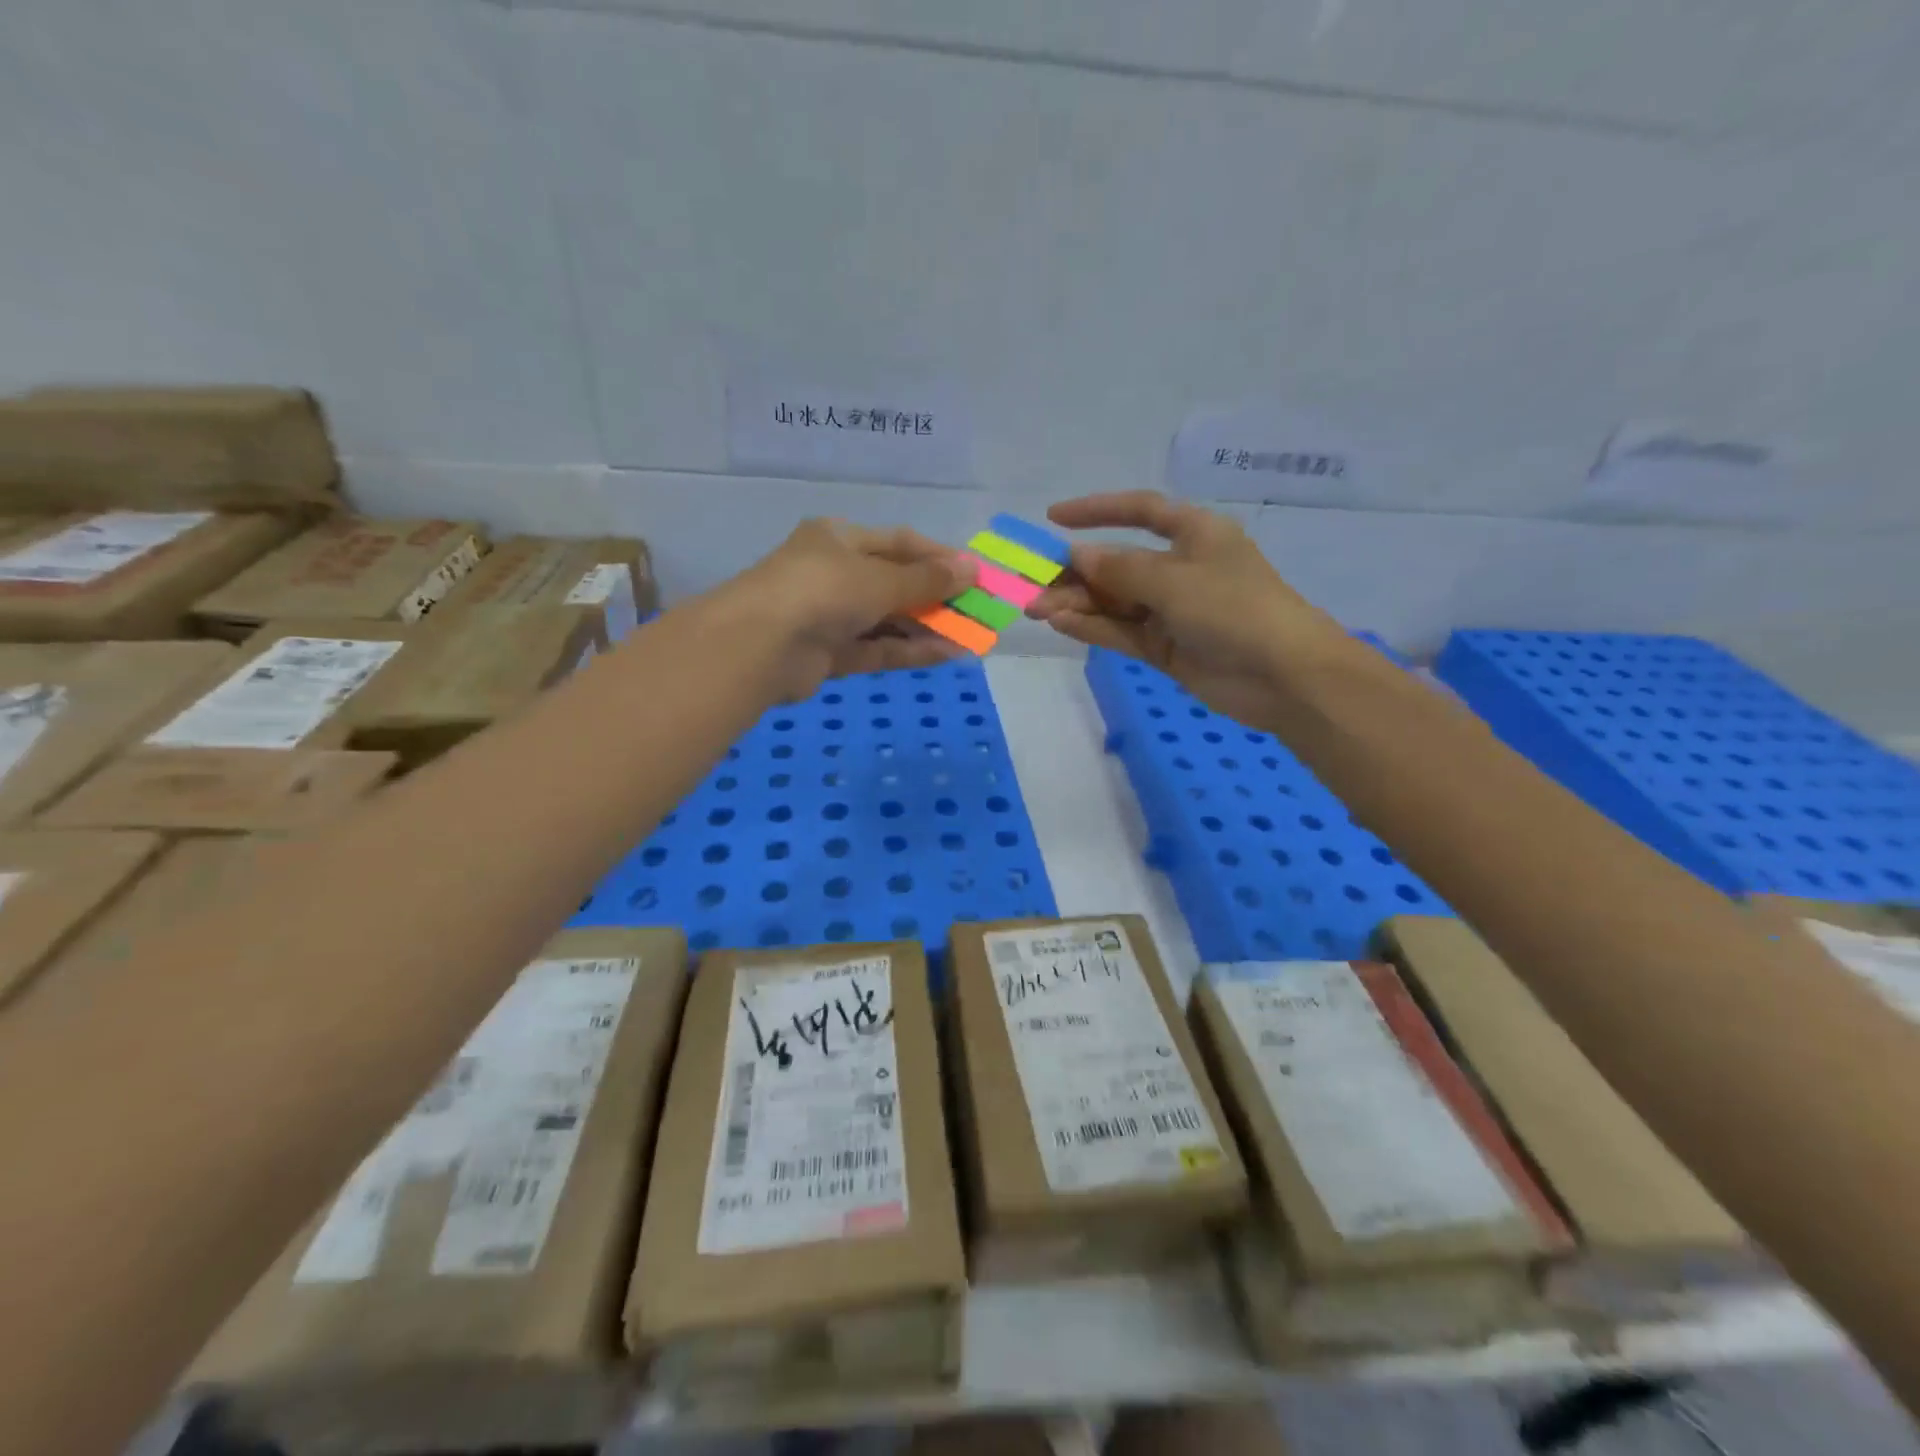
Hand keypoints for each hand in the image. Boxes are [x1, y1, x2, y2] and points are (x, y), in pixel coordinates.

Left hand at [722, 519, 975, 699]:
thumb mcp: (880, 579)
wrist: (759, 646)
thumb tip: (972, 568)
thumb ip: (927, 579)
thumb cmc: (822, 591)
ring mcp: (830, 616)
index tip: (975, 574)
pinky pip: (877, 649)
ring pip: (888, 620)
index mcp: (839, 539)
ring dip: (927, 628)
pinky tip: (947, 654)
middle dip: (937, 597)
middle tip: (978, 611)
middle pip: (895, 583)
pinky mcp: (830, 654)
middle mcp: (834, 573)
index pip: (898, 542)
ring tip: (971, 637)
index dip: (939, 557)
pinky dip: (908, 651)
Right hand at [1027, 491, 1344, 728]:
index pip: (1140, 511)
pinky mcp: (1166, 648)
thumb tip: (1076, 556)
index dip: (1098, 510)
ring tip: (1036, 609)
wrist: (1283, 676)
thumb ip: (1119, 569)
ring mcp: (1171, 611)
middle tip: (1033, 584)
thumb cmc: (1234, 609)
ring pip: (1115, 602)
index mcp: (1194, 534)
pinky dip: (1093, 628)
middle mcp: (1180, 569)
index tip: (1054, 518)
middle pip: (1118, 563)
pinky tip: (1060, 625)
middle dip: (1077, 573)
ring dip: (1077, 604)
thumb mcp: (1173, 580)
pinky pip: (1122, 632)